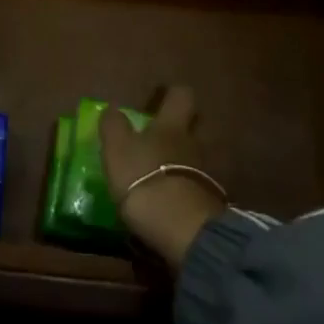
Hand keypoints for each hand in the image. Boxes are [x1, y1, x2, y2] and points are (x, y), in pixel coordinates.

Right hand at [100, 86, 226, 270]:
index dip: (173, 94)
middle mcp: (194, 143)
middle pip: (196, 125)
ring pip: (198, 156)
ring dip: (185, 160)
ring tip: (165, 172)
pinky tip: (174, 198)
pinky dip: (189, 188)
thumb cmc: (144, 178)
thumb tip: (113, 108)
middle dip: (185, 127)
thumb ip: (114, 126)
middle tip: (164, 135)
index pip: (181, 96)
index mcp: (171, 125)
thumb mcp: (117, 148)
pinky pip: (200, 186)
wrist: (182, 229)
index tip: (163, 98)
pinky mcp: (211, 203)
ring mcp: (207, 173)